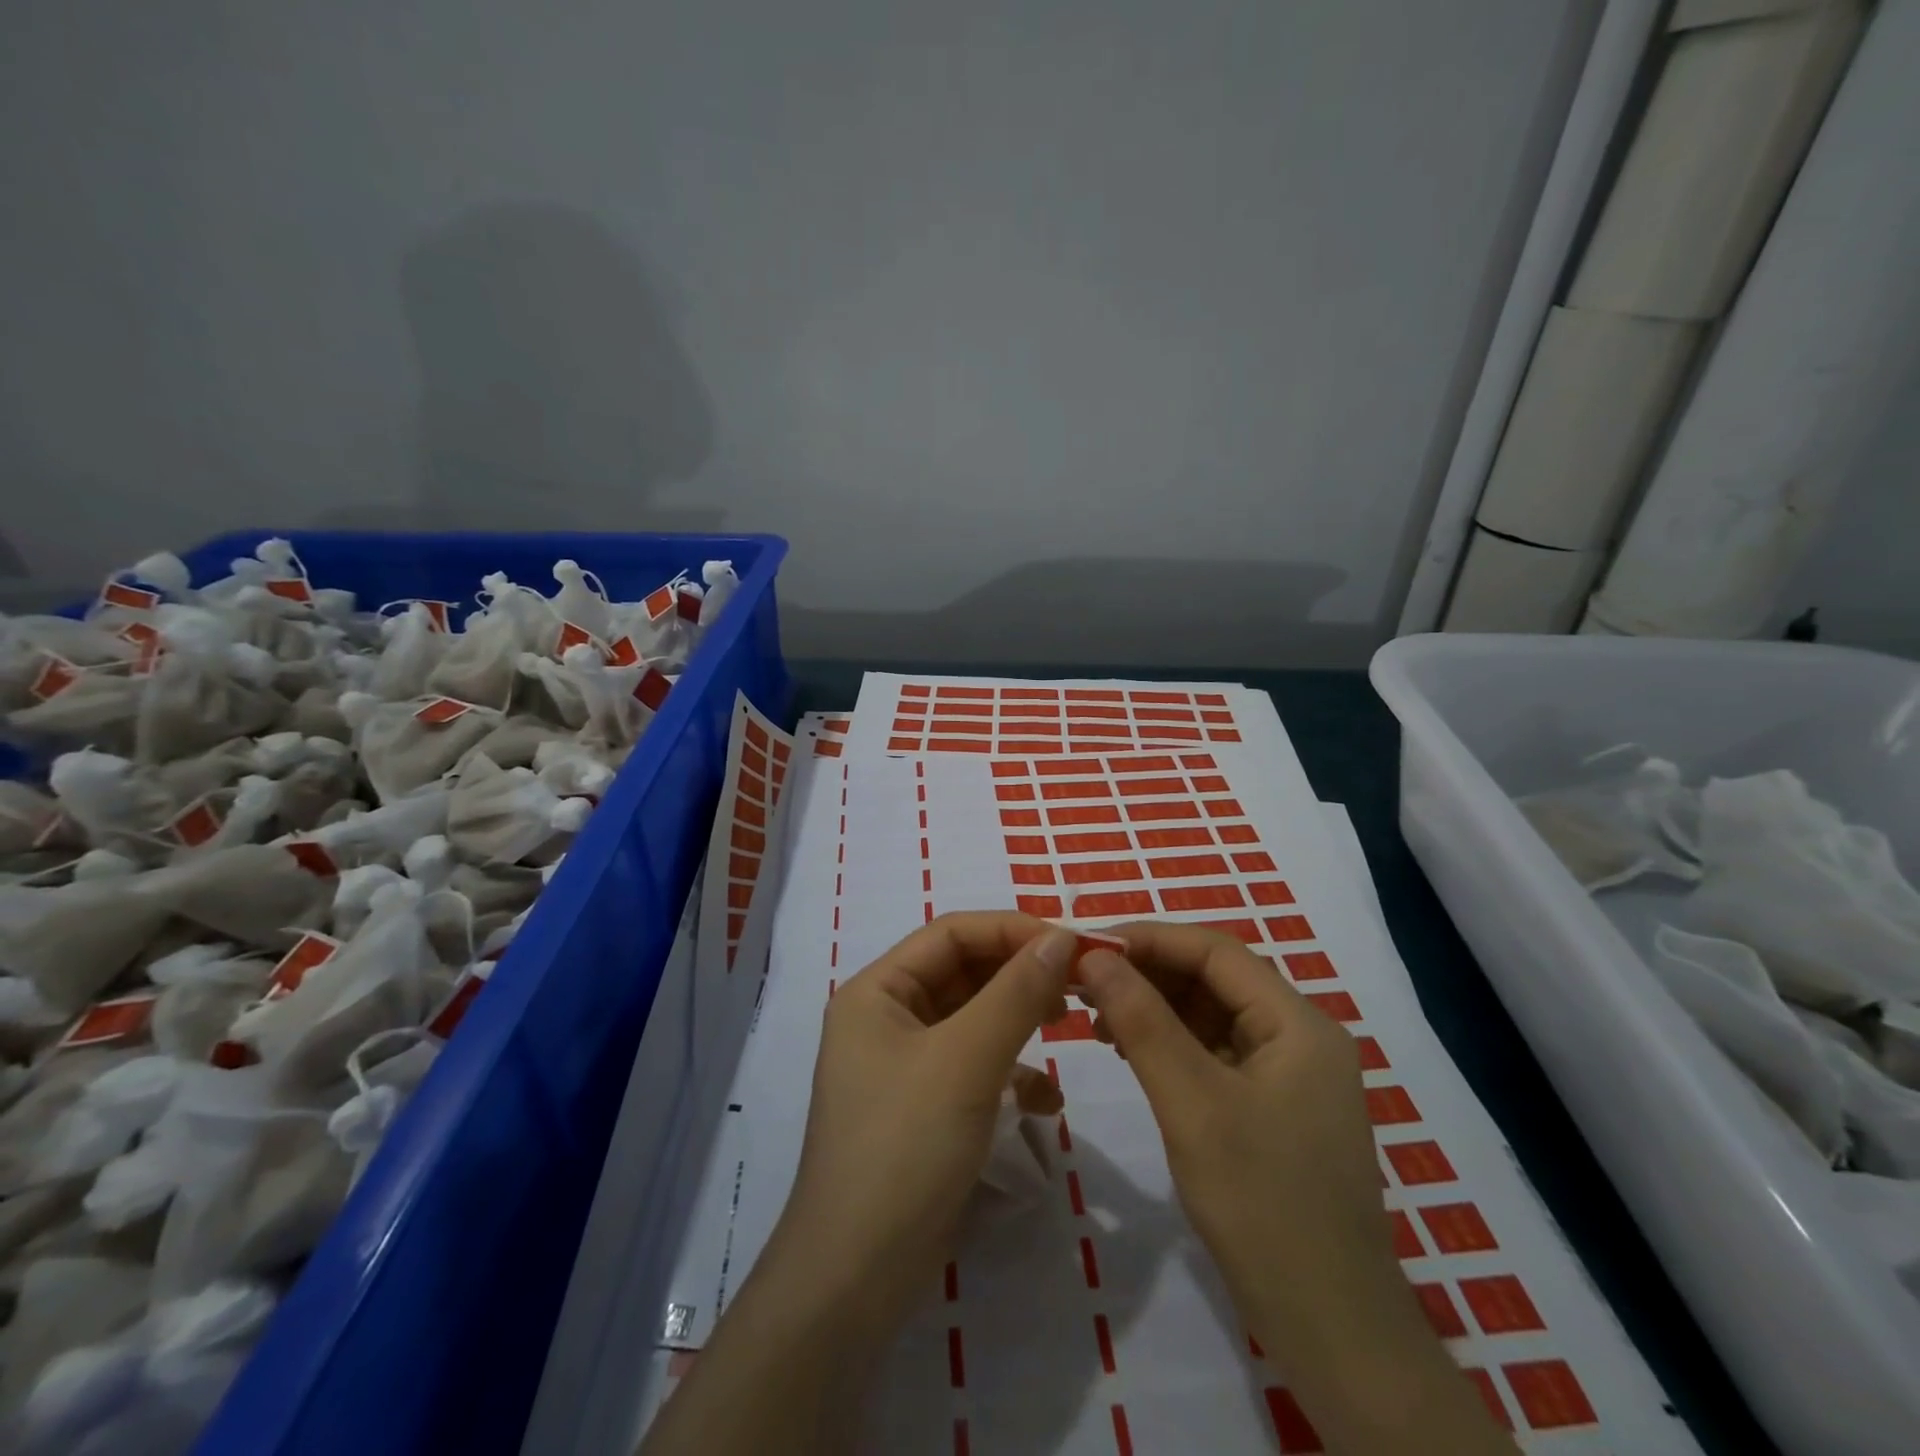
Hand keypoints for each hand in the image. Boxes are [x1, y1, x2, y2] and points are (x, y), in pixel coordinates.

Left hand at [770, 911, 1075, 1336]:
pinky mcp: (923, 1108)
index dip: (1012, 930)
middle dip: (1020, 974)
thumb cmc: (905, 1147)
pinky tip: (1045, 1103)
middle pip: (963, 973)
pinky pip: (973, 1067)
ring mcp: (903, 1065)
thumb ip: (1016, 993)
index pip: (952, 934)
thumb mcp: (966, 1060)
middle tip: (1079, 982)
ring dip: (1020, 1020)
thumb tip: (1062, 938)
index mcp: (878, 990)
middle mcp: (886, 1017)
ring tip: (1068, 1025)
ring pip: (972, 1019)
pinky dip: (1010, 1074)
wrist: (856, 1279)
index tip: (1072, 942)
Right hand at [1078, 922, 1515, 1454]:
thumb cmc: (1262, 1203)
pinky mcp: (1273, 1106)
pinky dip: (1170, 1043)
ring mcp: (1289, 1073)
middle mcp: (1299, 1035)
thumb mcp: (1191, 1102)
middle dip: (1147, 974)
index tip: (1089, 945)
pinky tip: (1129, 1051)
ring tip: (1096, 1017)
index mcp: (1297, 1022)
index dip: (1149, 939)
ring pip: (1210, 1014)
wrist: (1330, 1328)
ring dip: (1154, 1008)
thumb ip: (1142, 1020)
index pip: (1215, 951)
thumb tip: (1095, 957)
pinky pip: (1214, 1052)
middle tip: (1083, 982)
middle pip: (1213, 979)